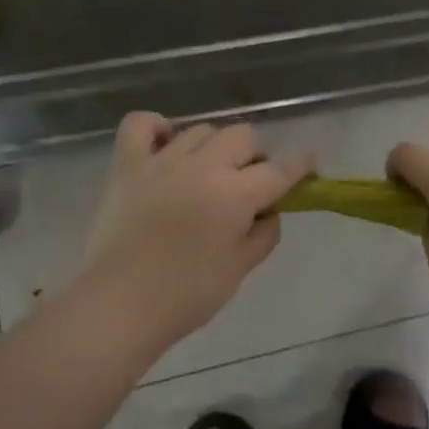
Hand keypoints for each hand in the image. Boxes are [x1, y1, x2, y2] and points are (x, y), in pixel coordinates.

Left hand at [79, 114, 314, 348]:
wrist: (120, 304)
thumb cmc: (187, 294)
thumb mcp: (241, 269)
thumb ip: (264, 234)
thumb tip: (269, 211)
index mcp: (236, 194)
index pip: (280, 169)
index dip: (300, 165)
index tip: (308, 165)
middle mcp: (203, 166)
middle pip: (243, 136)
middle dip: (254, 156)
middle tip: (248, 185)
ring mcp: (162, 160)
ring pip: (201, 130)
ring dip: (214, 148)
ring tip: (207, 174)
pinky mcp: (127, 164)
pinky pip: (142, 124)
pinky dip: (157, 128)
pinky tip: (165, 145)